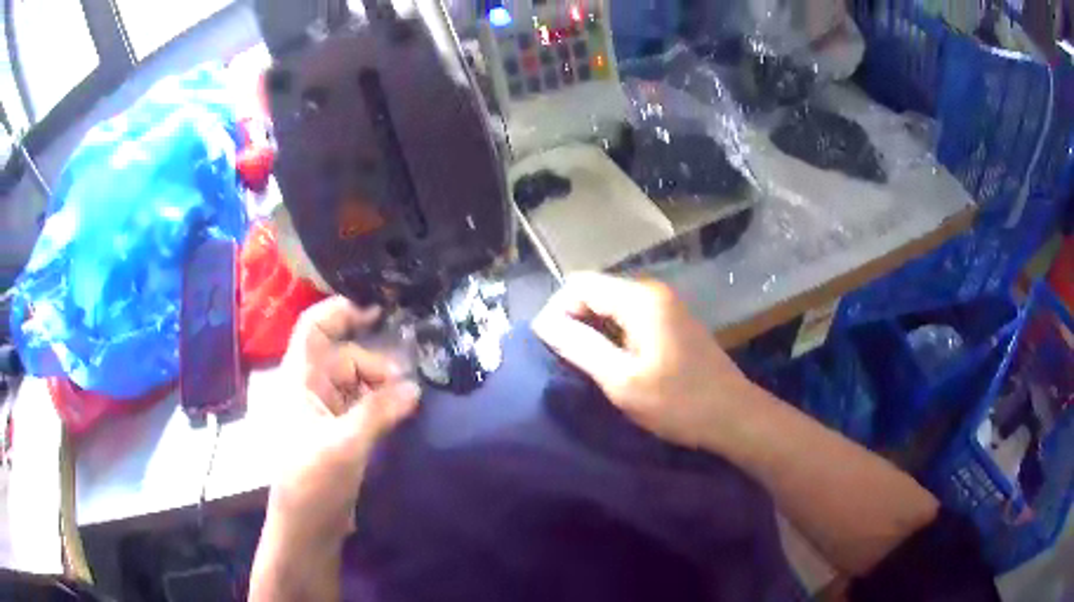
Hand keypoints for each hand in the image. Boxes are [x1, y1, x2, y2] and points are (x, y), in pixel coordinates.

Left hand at [270, 296, 420, 546]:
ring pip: (356, 381)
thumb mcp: (345, 445)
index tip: (379, 312)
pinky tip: (401, 412)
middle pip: (344, 356)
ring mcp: (324, 410)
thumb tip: (415, 387)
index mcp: (299, 380)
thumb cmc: (312, 482)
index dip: (341, 311)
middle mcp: (310, 388)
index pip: (313, 328)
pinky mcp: (338, 431)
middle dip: (376, 364)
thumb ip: (379, 412)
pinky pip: (361, 405)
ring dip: (382, 386)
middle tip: (407, 386)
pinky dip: (381, 404)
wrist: (306, 527)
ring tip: (409, 401)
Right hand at [533, 273, 752, 450]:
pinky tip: (610, 364)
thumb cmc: (679, 402)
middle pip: (595, 291)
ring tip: (582, 366)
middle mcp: (652, 292)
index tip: (547, 349)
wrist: (734, 416)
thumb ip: (580, 347)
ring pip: (611, 306)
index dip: (556, 312)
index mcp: (640, 298)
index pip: (578, 285)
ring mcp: (665, 306)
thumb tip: (543, 323)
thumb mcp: (622, 380)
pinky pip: (629, 318)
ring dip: (591, 330)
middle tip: (563, 361)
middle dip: (572, 321)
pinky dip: (612, 336)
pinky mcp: (672, 323)